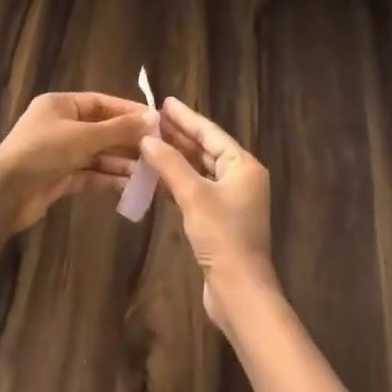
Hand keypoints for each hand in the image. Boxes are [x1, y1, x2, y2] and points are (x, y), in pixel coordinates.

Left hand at [0, 91, 154, 232]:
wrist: (5, 193)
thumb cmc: (44, 152)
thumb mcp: (85, 136)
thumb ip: (119, 129)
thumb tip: (153, 118)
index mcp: (60, 105)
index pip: (101, 102)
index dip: (128, 111)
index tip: (156, 122)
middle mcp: (60, 126)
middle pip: (101, 130)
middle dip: (128, 141)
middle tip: (158, 151)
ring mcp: (59, 153)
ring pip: (97, 155)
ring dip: (121, 163)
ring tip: (149, 172)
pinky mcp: (59, 178)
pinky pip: (89, 175)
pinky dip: (108, 179)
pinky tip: (130, 187)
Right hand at [138, 98, 277, 332]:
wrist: (239, 290)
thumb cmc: (222, 237)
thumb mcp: (194, 195)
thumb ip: (170, 164)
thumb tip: (147, 138)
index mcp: (243, 166)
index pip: (211, 133)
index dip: (187, 117)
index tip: (165, 102)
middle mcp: (240, 178)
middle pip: (205, 149)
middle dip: (179, 135)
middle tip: (151, 119)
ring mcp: (231, 200)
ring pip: (199, 170)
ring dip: (175, 158)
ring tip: (148, 142)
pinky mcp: (219, 219)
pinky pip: (196, 189)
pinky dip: (177, 181)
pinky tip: (156, 176)